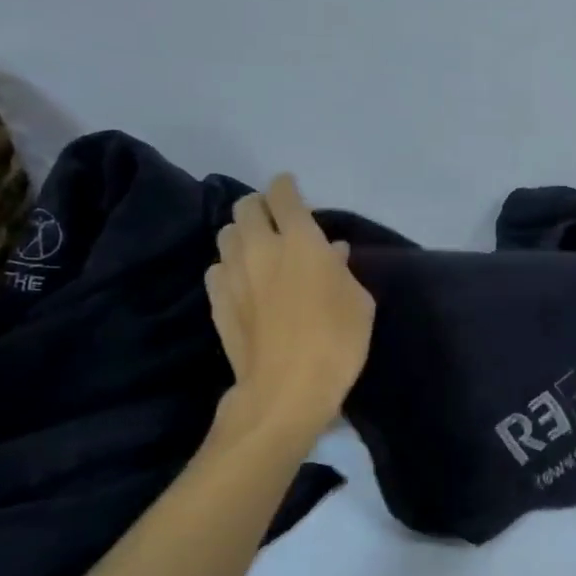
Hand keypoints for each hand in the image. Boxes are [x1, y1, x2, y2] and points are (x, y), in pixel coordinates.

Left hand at [206, 175, 374, 435]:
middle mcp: (261, 247)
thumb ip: (342, 269)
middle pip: (246, 207)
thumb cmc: (337, 341)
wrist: (287, 389)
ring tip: (257, 248)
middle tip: (275, 218)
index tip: (291, 188)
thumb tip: (331, 251)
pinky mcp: (217, 301)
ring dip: (242, 234)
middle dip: (260, 205)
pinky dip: (230, 266)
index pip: (283, 194)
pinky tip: (243, 281)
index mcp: (300, 240)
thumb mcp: (359, 302)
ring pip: (226, 235)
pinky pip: (217, 268)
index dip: (286, 186)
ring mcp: (233, 274)